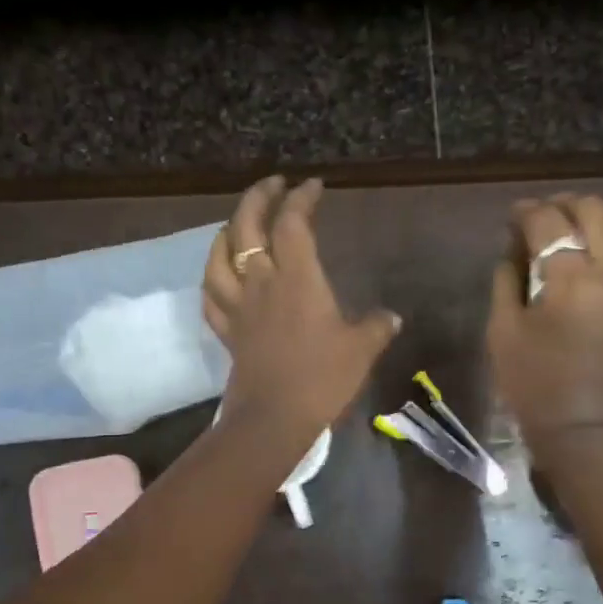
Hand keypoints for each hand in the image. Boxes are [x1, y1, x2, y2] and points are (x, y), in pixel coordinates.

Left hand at [203, 176, 399, 448]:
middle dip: (258, 198)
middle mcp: (262, 283)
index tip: (313, 186)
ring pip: (219, 257)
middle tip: (272, 185)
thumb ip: (376, 327)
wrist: (274, 418)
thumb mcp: (360, 350)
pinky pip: (212, 297)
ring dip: (227, 232)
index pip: (293, 223)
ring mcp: (239, 307)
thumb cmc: (321, 378)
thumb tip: (390, 317)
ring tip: (237, 223)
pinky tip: (219, 276)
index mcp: (297, 278)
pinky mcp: (228, 332)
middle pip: (247, 227)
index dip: (301, 198)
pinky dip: (213, 279)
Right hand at [487, 193, 602, 445]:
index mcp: (569, 279)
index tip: (511, 216)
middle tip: (537, 216)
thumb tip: (513, 248)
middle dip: (562, 204)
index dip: (526, 212)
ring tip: (563, 227)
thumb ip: (506, 280)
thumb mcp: (503, 331)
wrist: (581, 426)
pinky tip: (582, 253)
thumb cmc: (532, 383)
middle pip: (592, 211)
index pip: (548, 223)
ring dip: (588, 216)